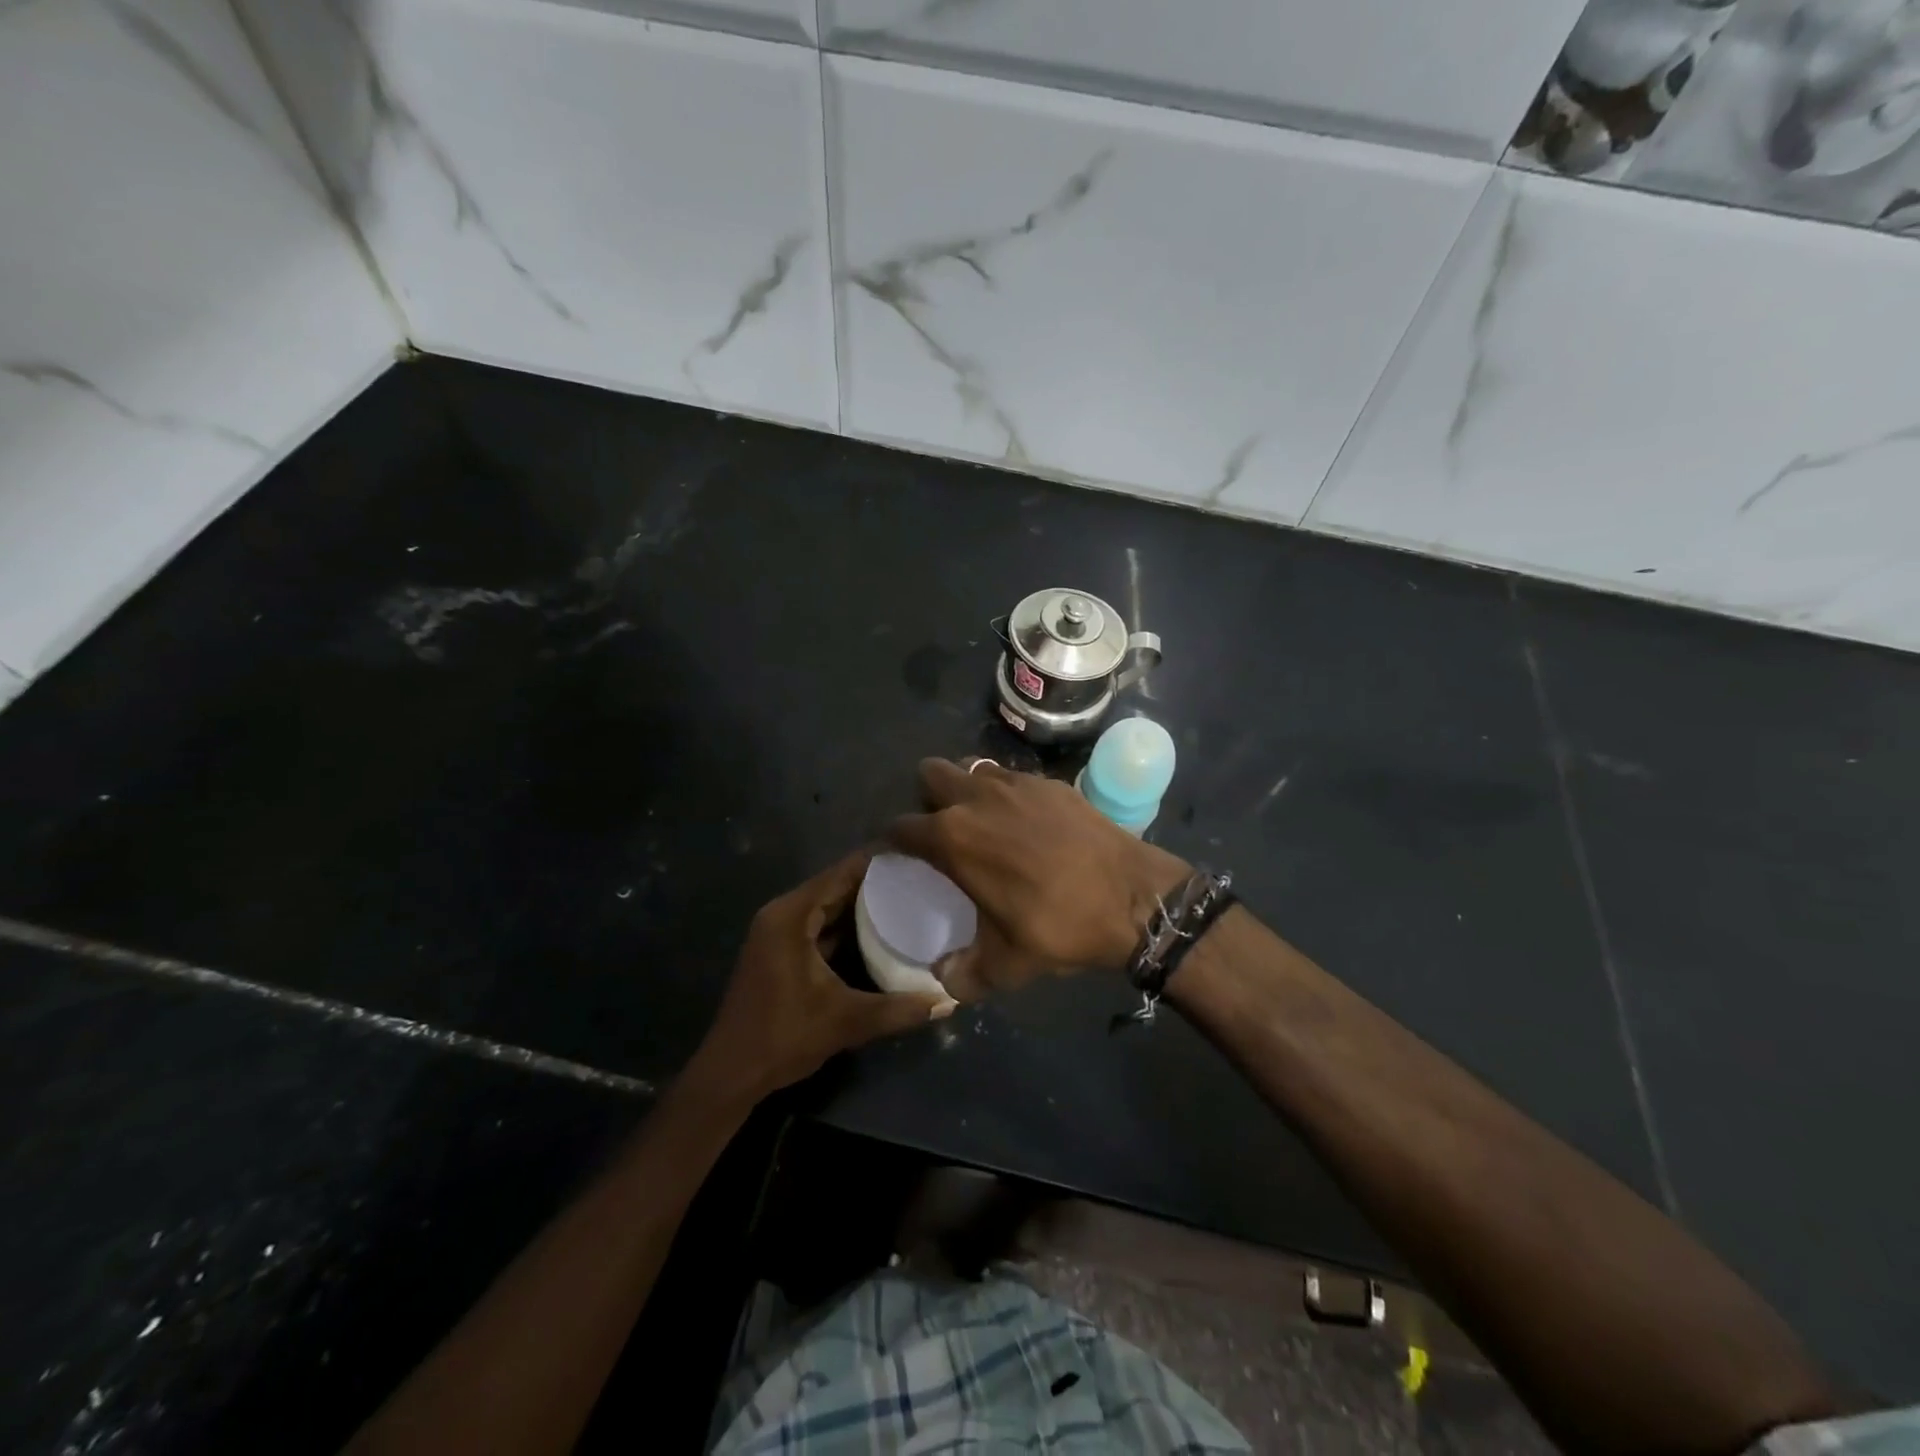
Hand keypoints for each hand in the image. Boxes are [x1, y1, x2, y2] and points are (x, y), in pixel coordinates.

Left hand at [687, 850, 957, 1105]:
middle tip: (923, 880)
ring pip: (829, 906)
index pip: (843, 872)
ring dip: (864, 905)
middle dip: (878, 882)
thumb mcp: (846, 1021)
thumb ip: (899, 1009)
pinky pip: (820, 925)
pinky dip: (848, 926)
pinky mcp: (780, 951)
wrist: (730, 1075)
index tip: (920, 856)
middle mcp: (782, 913)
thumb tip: (950, 1002)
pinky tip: (882, 932)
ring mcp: (778, 932)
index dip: (880, 862)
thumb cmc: (783, 1037)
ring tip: (911, 900)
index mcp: (792, 915)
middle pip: (836, 885)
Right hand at [888, 758, 1190, 1001]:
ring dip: (967, 788)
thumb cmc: (1060, 926)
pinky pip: (1012, 776)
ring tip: (983, 821)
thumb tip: (943, 979)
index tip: (899, 856)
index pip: (901, 826)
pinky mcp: (1050, 782)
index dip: (893, 841)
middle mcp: (977, 798)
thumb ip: (963, 975)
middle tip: (943, 830)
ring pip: (972, 767)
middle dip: (927, 797)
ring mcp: (1017, 783)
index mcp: (954, 837)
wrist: (1134, 897)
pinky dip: (1007, 793)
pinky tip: (1026, 823)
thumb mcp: (1006, 966)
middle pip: (930, 773)